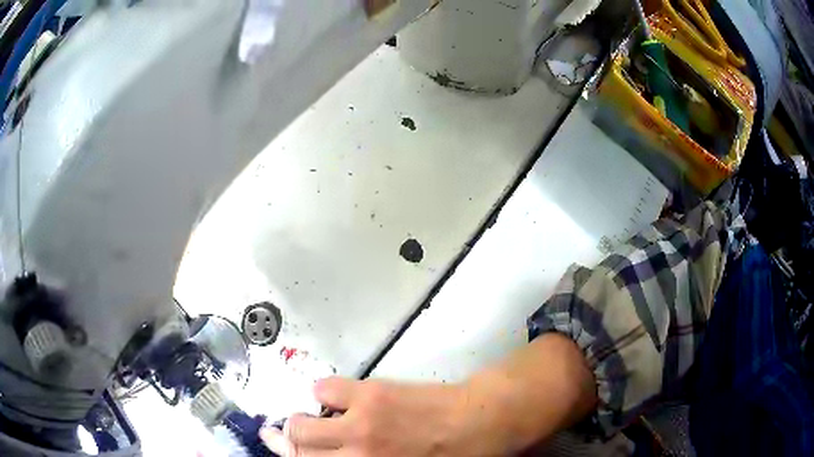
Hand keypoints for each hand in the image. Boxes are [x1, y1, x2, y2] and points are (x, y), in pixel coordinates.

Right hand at [260, 377, 484, 456]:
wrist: (480, 421)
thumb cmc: (449, 456)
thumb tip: (338, 454)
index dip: (286, 455)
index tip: (274, 446)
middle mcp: (353, 456)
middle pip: (295, 447)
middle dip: (285, 441)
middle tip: (284, 434)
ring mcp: (357, 424)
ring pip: (300, 422)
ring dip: (302, 419)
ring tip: (316, 416)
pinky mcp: (368, 394)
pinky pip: (324, 389)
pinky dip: (324, 394)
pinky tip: (339, 398)